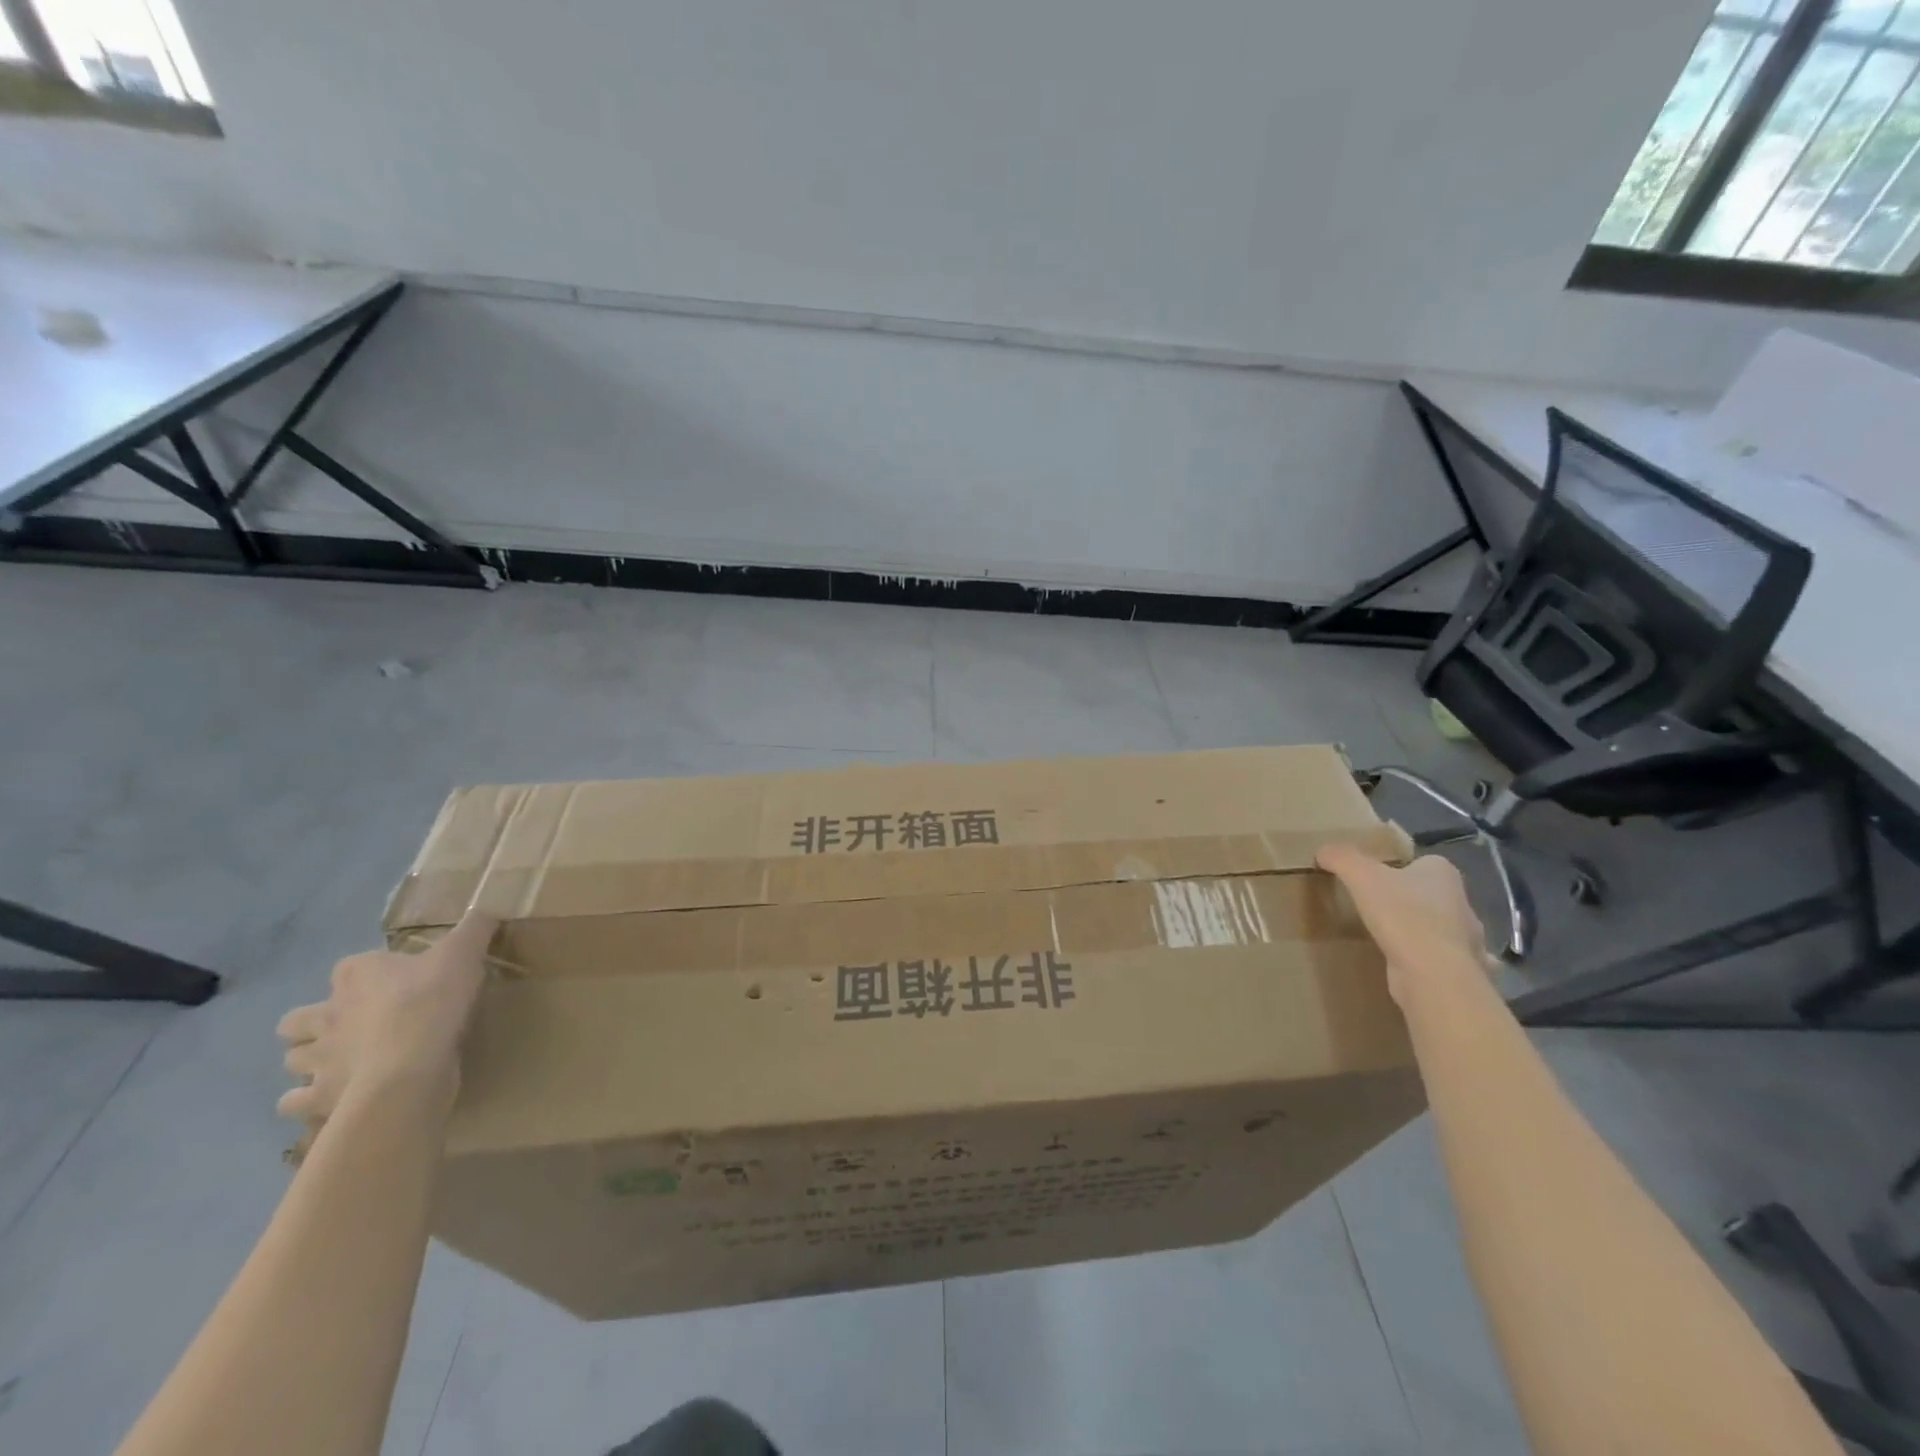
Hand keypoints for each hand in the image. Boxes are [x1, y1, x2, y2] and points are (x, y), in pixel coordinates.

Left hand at [276, 911, 495, 1125]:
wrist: (411, 1067)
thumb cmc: (433, 1001)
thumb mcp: (464, 953)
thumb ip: (475, 927)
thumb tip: (490, 901)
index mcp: (356, 974)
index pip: (349, 967)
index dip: (367, 974)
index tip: (395, 982)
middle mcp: (326, 1014)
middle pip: (299, 1019)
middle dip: (315, 1024)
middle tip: (352, 1028)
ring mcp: (317, 1059)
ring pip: (294, 1058)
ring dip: (312, 1061)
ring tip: (344, 1064)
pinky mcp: (319, 1096)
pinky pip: (296, 1102)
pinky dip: (309, 1101)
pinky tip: (334, 1098)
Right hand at [1316, 843, 1488, 1001]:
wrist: (1433, 974)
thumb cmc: (1403, 914)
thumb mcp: (1361, 875)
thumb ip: (1341, 857)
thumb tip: (1323, 851)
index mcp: (1443, 874)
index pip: (1423, 862)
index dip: (1399, 867)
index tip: (1374, 878)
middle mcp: (1461, 903)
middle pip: (1430, 894)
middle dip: (1408, 900)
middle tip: (1373, 906)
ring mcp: (1466, 940)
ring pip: (1437, 928)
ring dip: (1417, 931)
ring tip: (1384, 936)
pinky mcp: (1459, 971)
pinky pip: (1436, 959)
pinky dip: (1421, 960)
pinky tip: (1400, 964)